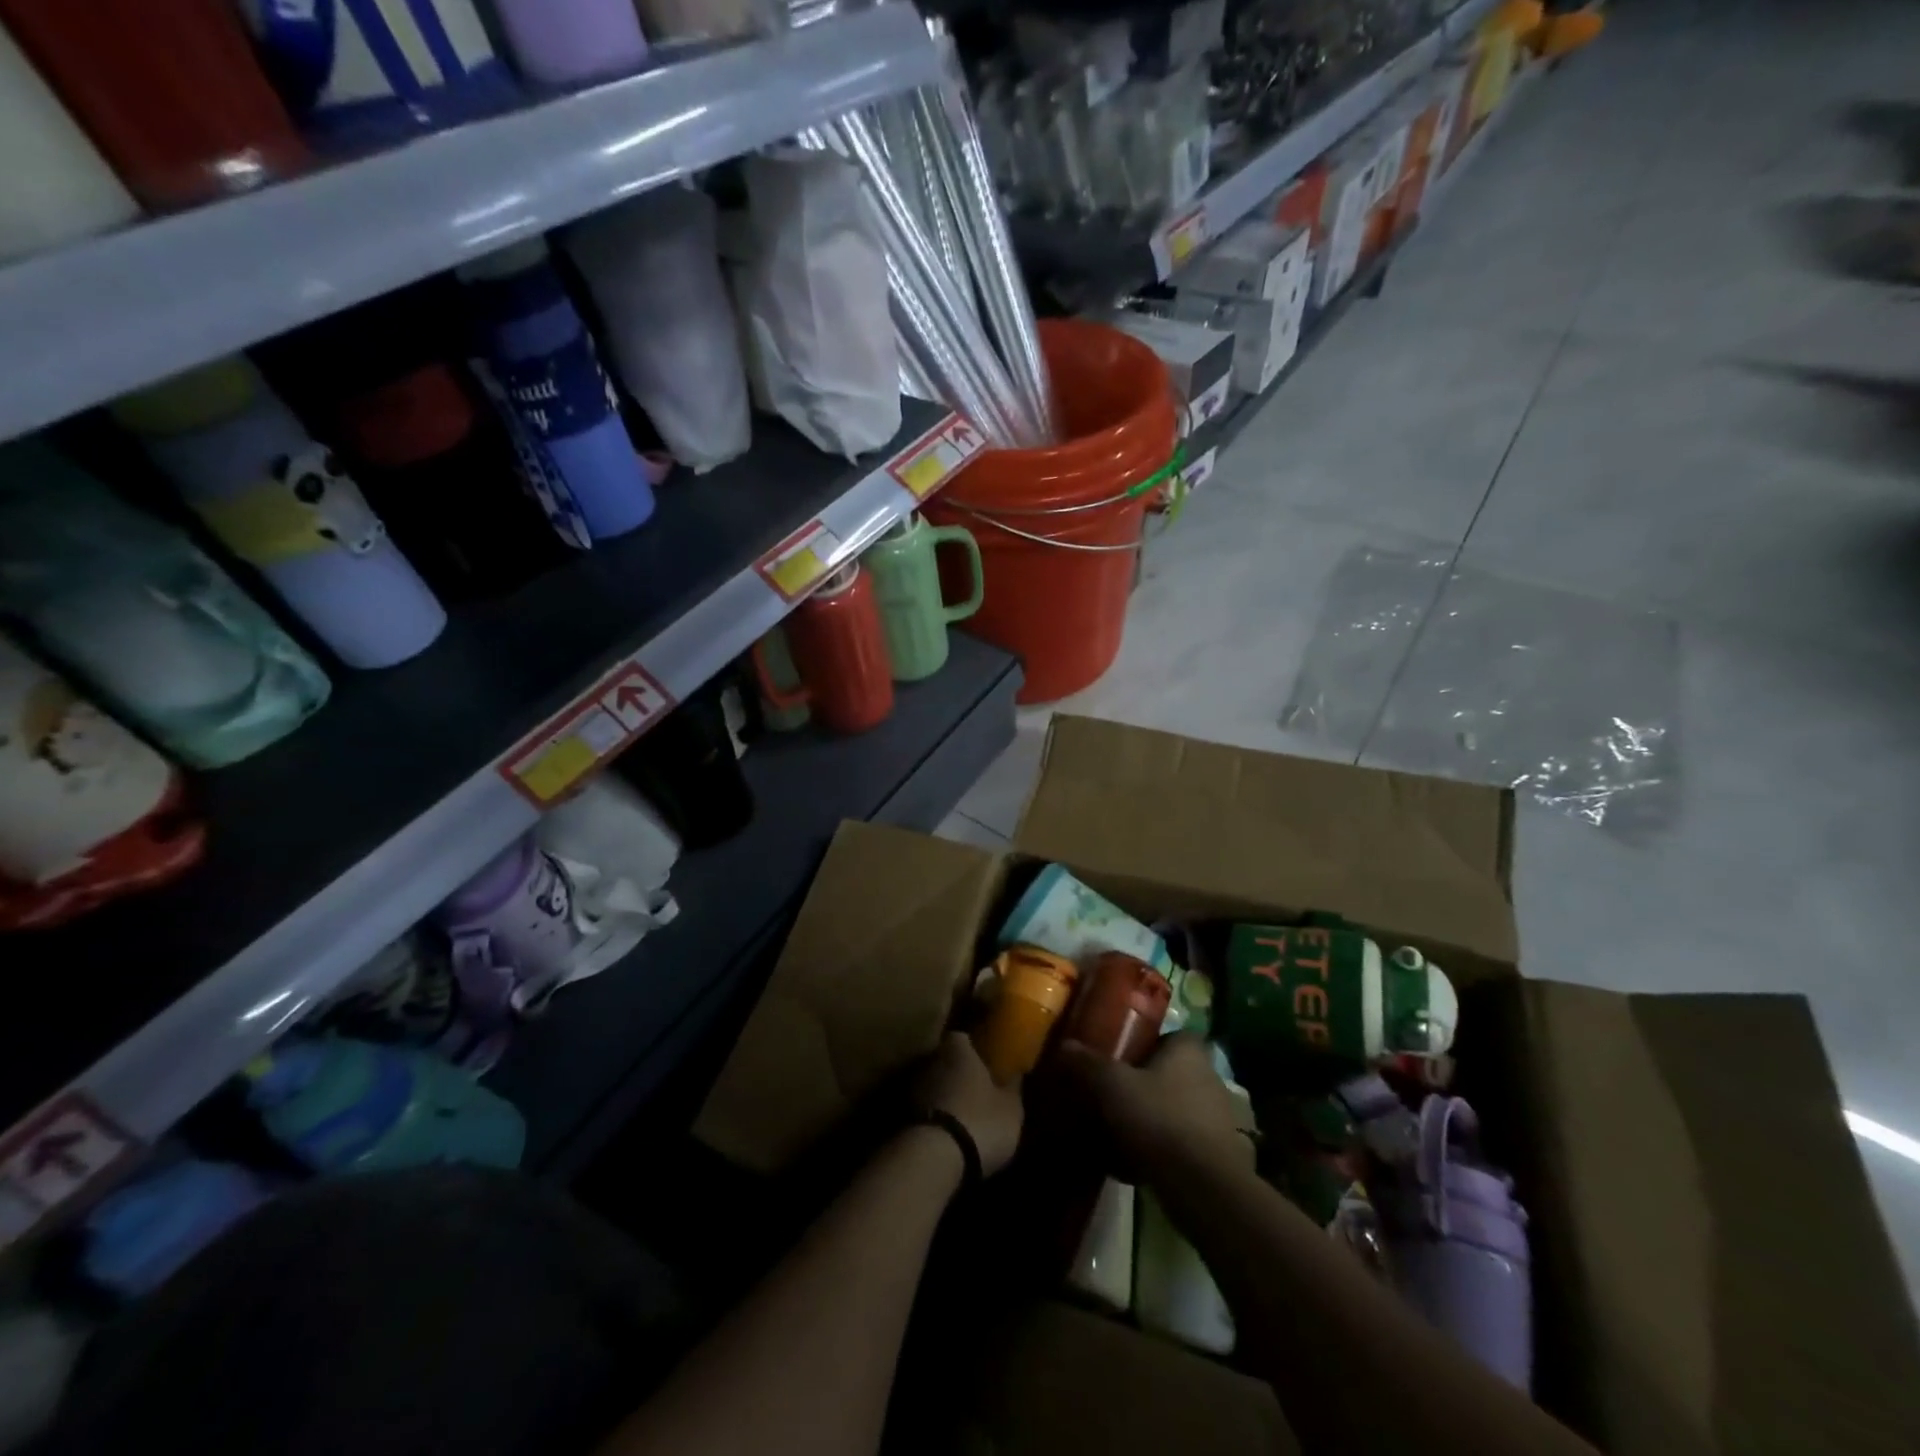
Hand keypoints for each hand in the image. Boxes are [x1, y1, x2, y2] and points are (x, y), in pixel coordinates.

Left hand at [914, 1033, 1023, 1175]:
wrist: (935, 1158)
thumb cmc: (980, 1121)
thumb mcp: (1011, 1109)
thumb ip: (1013, 1088)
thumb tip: (1016, 1073)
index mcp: (958, 1050)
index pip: (961, 1037)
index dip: (971, 1048)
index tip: (982, 1059)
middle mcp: (931, 1061)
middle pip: (943, 1060)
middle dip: (956, 1072)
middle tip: (973, 1088)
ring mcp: (912, 1088)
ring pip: (931, 1084)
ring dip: (942, 1095)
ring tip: (960, 1114)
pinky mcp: (902, 1117)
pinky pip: (922, 1109)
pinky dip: (932, 1116)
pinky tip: (946, 1133)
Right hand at [1057, 1033, 1252, 1183]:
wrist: (1205, 1189)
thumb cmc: (1159, 1120)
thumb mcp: (1112, 1086)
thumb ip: (1088, 1063)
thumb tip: (1065, 1045)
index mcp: (1188, 1051)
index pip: (1165, 1036)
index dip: (1140, 1046)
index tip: (1115, 1061)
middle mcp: (1209, 1077)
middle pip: (1166, 1074)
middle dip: (1140, 1086)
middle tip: (1108, 1098)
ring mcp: (1217, 1118)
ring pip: (1172, 1110)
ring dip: (1148, 1121)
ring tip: (1115, 1134)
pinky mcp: (1217, 1155)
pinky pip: (1180, 1144)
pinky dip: (1159, 1151)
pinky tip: (1131, 1166)